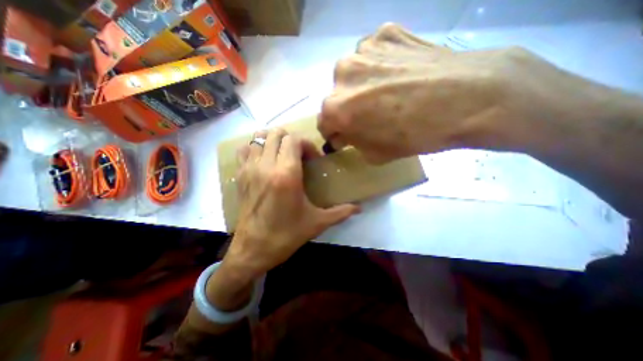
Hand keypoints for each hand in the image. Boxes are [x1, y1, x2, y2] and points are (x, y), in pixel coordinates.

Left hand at [223, 129, 360, 280]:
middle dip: (292, 140)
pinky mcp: (239, 176)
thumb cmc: (286, 235)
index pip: (294, 140)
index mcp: (286, 174)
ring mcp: (249, 169)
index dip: (306, 144)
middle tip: (299, 156)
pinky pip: (244, 150)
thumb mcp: (317, 223)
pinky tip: (264, 161)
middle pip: (277, 134)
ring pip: (259, 137)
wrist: (252, 250)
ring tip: (282, 155)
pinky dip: (255, 148)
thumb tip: (359, 209)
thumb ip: (340, 212)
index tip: (312, 160)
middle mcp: (266, 166)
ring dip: (273, 141)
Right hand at [318, 21, 591, 162]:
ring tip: (387, 92)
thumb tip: (344, 135)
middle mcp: (341, 74)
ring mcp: (363, 48)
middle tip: (369, 115)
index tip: (346, 135)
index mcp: (336, 107)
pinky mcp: (386, 31)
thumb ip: (353, 143)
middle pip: (336, 97)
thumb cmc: (415, 135)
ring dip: (362, 85)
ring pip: (353, 74)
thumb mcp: (376, 154)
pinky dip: (380, 65)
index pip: (324, 123)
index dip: (335, 132)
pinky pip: (374, 55)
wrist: (468, 98)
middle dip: (347, 109)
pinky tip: (399, 73)